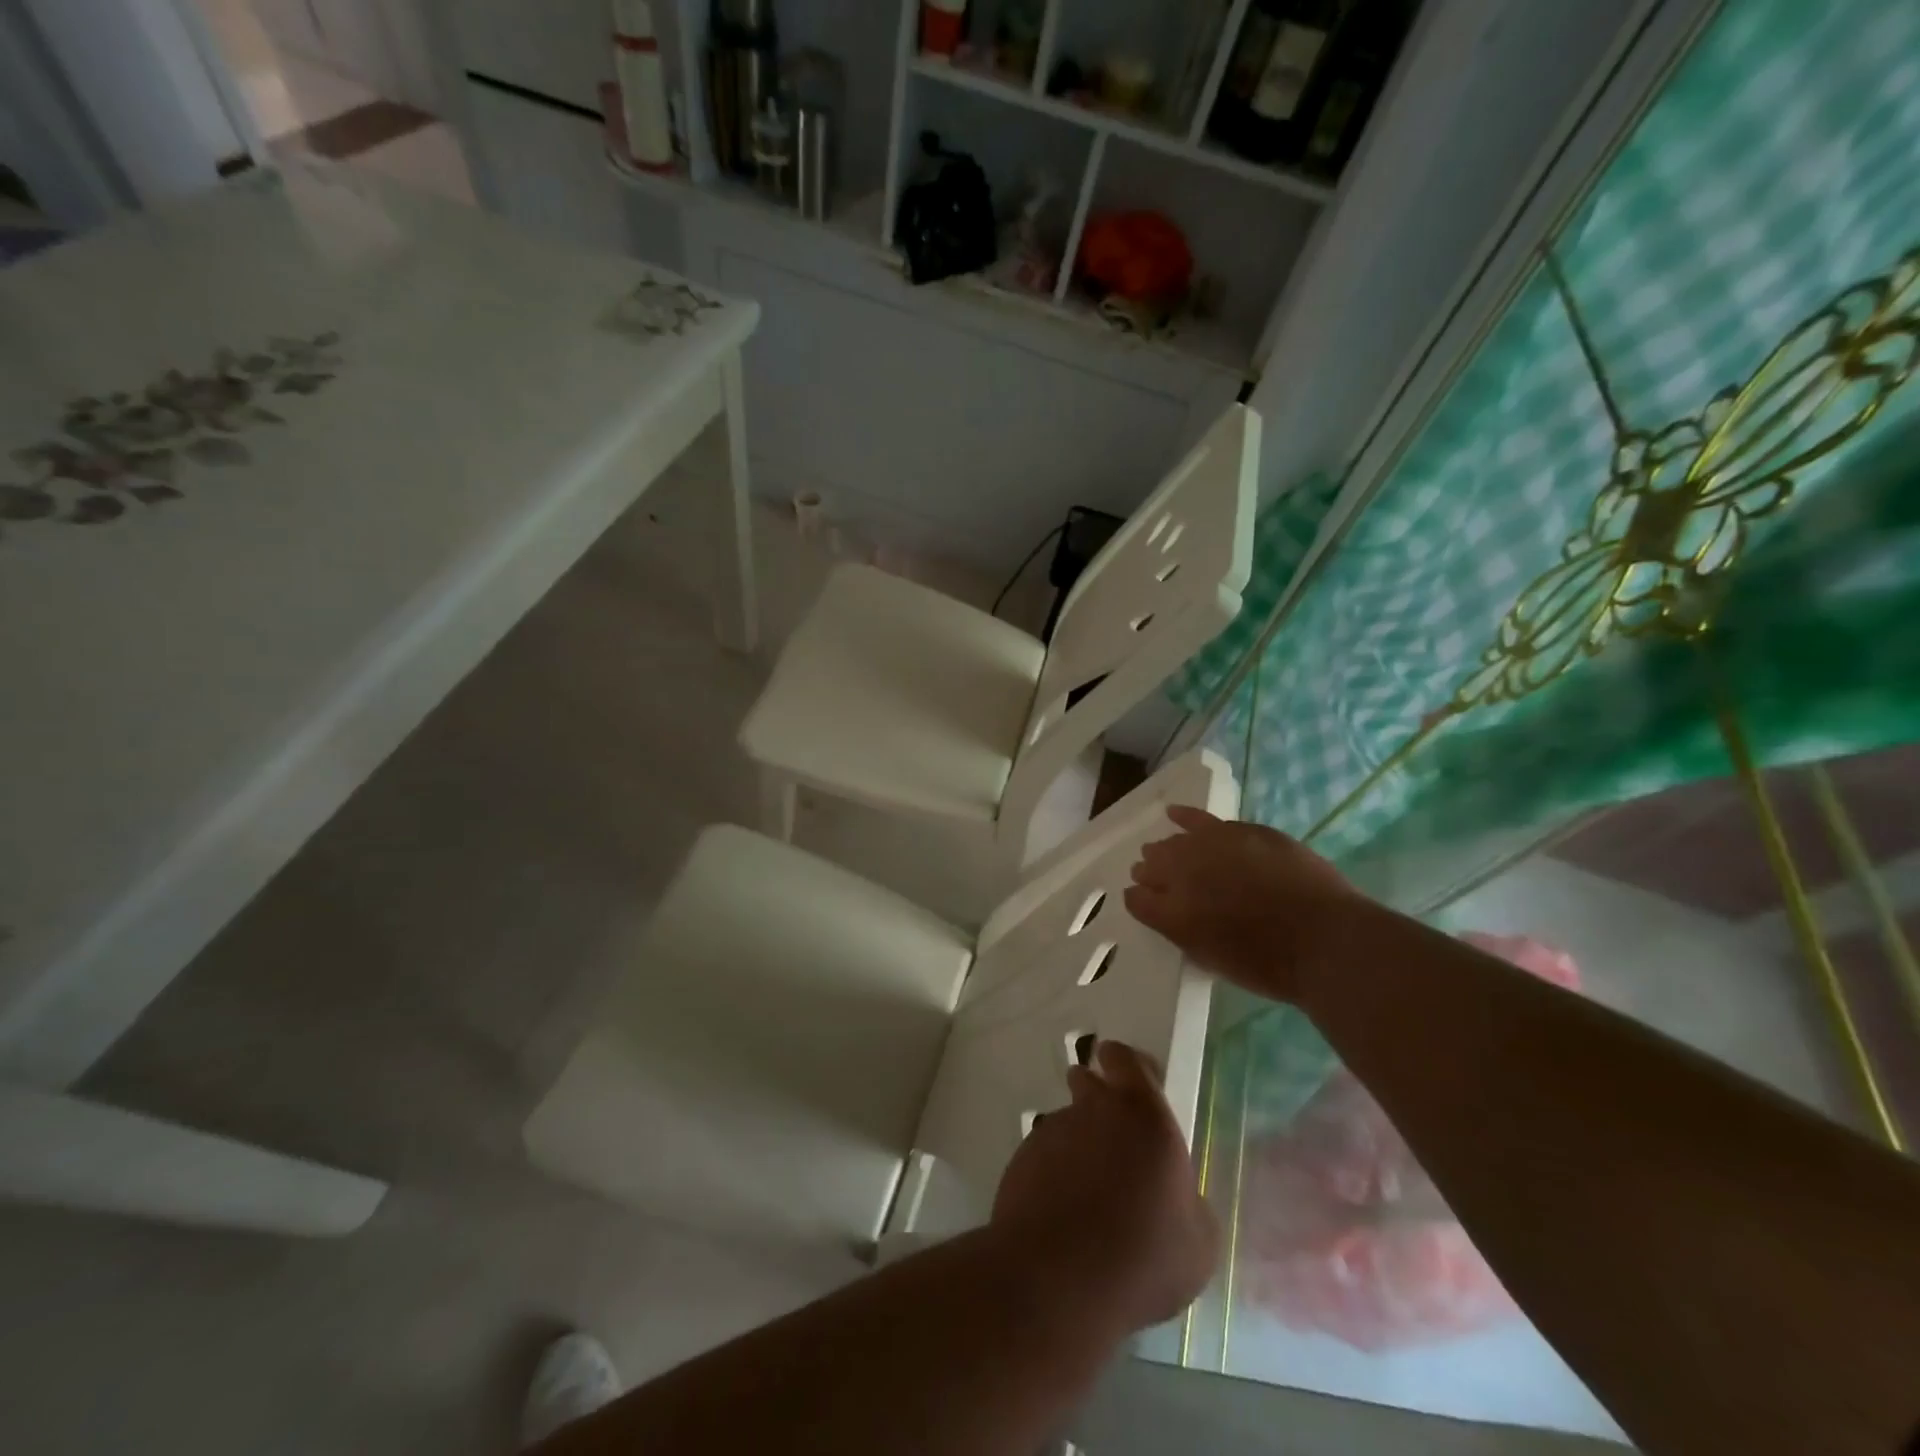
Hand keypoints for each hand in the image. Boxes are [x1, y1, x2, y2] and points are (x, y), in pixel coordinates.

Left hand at [991, 1041, 1216, 1334]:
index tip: (1134, 1084)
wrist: (1058, 1278)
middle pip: (1088, 1079)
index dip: (1128, 1066)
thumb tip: (1178, 1197)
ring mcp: (1053, 1130)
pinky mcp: (1022, 1157)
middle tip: (1113, 1138)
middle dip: (1096, 1095)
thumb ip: (1189, 1202)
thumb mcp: (1198, 1242)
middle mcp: (1094, 1108)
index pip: (1127, 1059)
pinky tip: (1062, 1212)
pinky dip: (1054, 1170)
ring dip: (1077, 1140)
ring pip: (1066, 1120)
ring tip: (1088, 1190)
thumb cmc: (1142, 1256)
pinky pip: (1044, 1153)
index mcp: (1143, 1114)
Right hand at [1124, 806, 1357, 1003]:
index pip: (1138, 900)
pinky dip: (1186, 817)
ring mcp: (1211, 848)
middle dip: (1150, 872)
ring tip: (1164, 852)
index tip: (1145, 902)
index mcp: (1174, 915)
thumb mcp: (1215, 959)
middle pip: (1152, 867)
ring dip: (1165, 849)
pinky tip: (1175, 813)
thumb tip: (1171, 914)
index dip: (1139, 899)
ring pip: (1174, 842)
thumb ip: (1186, 933)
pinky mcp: (1240, 831)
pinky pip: (1202, 820)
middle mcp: (1183, 876)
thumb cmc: (1272, 965)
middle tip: (1156, 879)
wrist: (1326, 940)